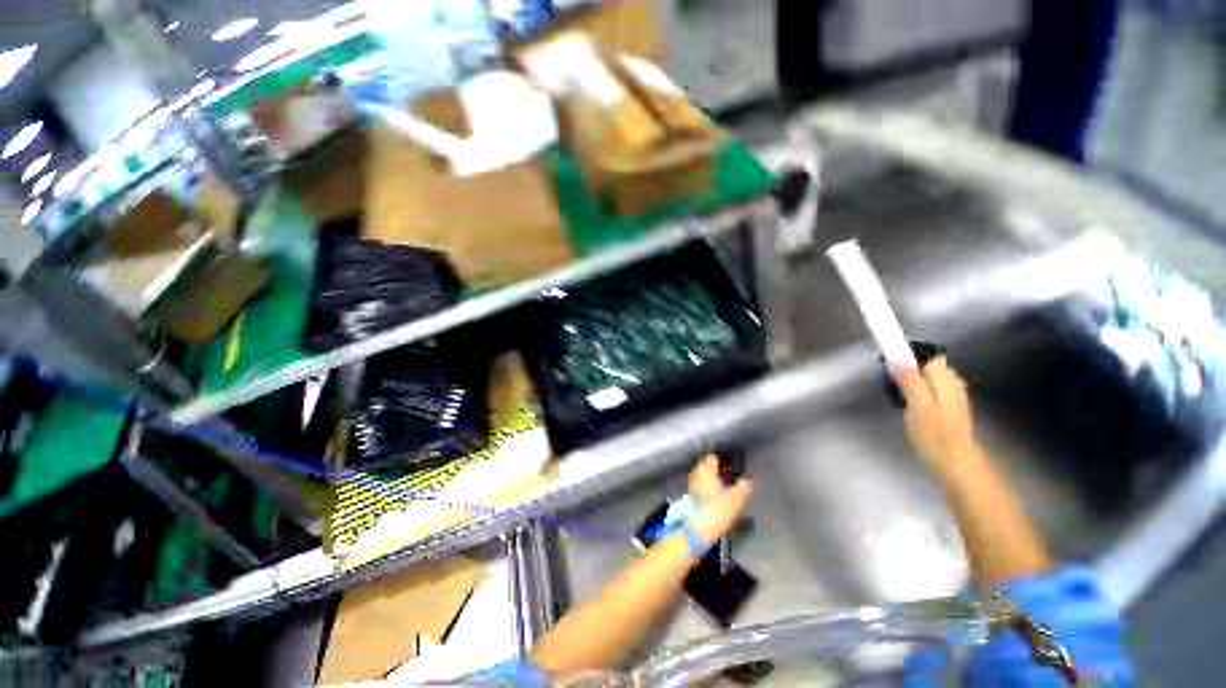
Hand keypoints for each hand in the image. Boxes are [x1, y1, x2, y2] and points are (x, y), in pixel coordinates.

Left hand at [687, 454, 752, 541]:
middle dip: (714, 469)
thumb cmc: (717, 511)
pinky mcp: (689, 497)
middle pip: (705, 466)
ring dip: (709, 479)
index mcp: (706, 471)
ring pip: (701, 476)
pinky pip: (698, 486)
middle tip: (726, 476)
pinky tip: (713, 497)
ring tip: (721, 487)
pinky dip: (705, 488)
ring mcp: (691, 485)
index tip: (730, 464)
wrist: (697, 530)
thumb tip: (747, 480)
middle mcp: (697, 474)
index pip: (712, 457)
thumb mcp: (735, 500)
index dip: (721, 459)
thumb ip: (743, 487)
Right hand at [893, 357, 977, 473]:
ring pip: (928, 376)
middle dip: (908, 369)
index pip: (929, 355)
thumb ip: (910, 380)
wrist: (956, 463)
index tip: (891, 365)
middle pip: (928, 364)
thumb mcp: (917, 407)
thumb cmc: (935, 436)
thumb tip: (897, 358)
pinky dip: (917, 391)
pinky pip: (930, 388)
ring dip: (911, 380)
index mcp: (945, 380)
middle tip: (893, 385)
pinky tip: (911, 405)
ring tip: (900, 397)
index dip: (910, 355)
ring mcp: (952, 395)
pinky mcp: (948, 406)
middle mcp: (952, 383)